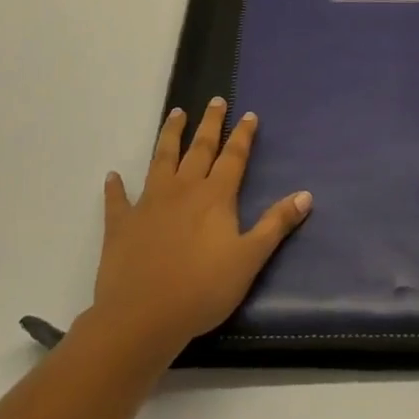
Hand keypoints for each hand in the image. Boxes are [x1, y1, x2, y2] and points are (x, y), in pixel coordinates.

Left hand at [90, 97, 312, 361]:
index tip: (248, 114)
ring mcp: (149, 203)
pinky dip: (115, 187)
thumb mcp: (249, 259)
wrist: (142, 317)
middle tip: (215, 101)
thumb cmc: (202, 290)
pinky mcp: (122, 223)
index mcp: (214, 197)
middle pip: (199, 148)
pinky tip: (113, 176)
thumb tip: (305, 195)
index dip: (242, 135)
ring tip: (176, 114)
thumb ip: (276, 225)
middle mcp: (182, 190)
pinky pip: (118, 200)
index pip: (233, 157)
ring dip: (169, 136)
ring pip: (161, 159)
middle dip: (210, 124)